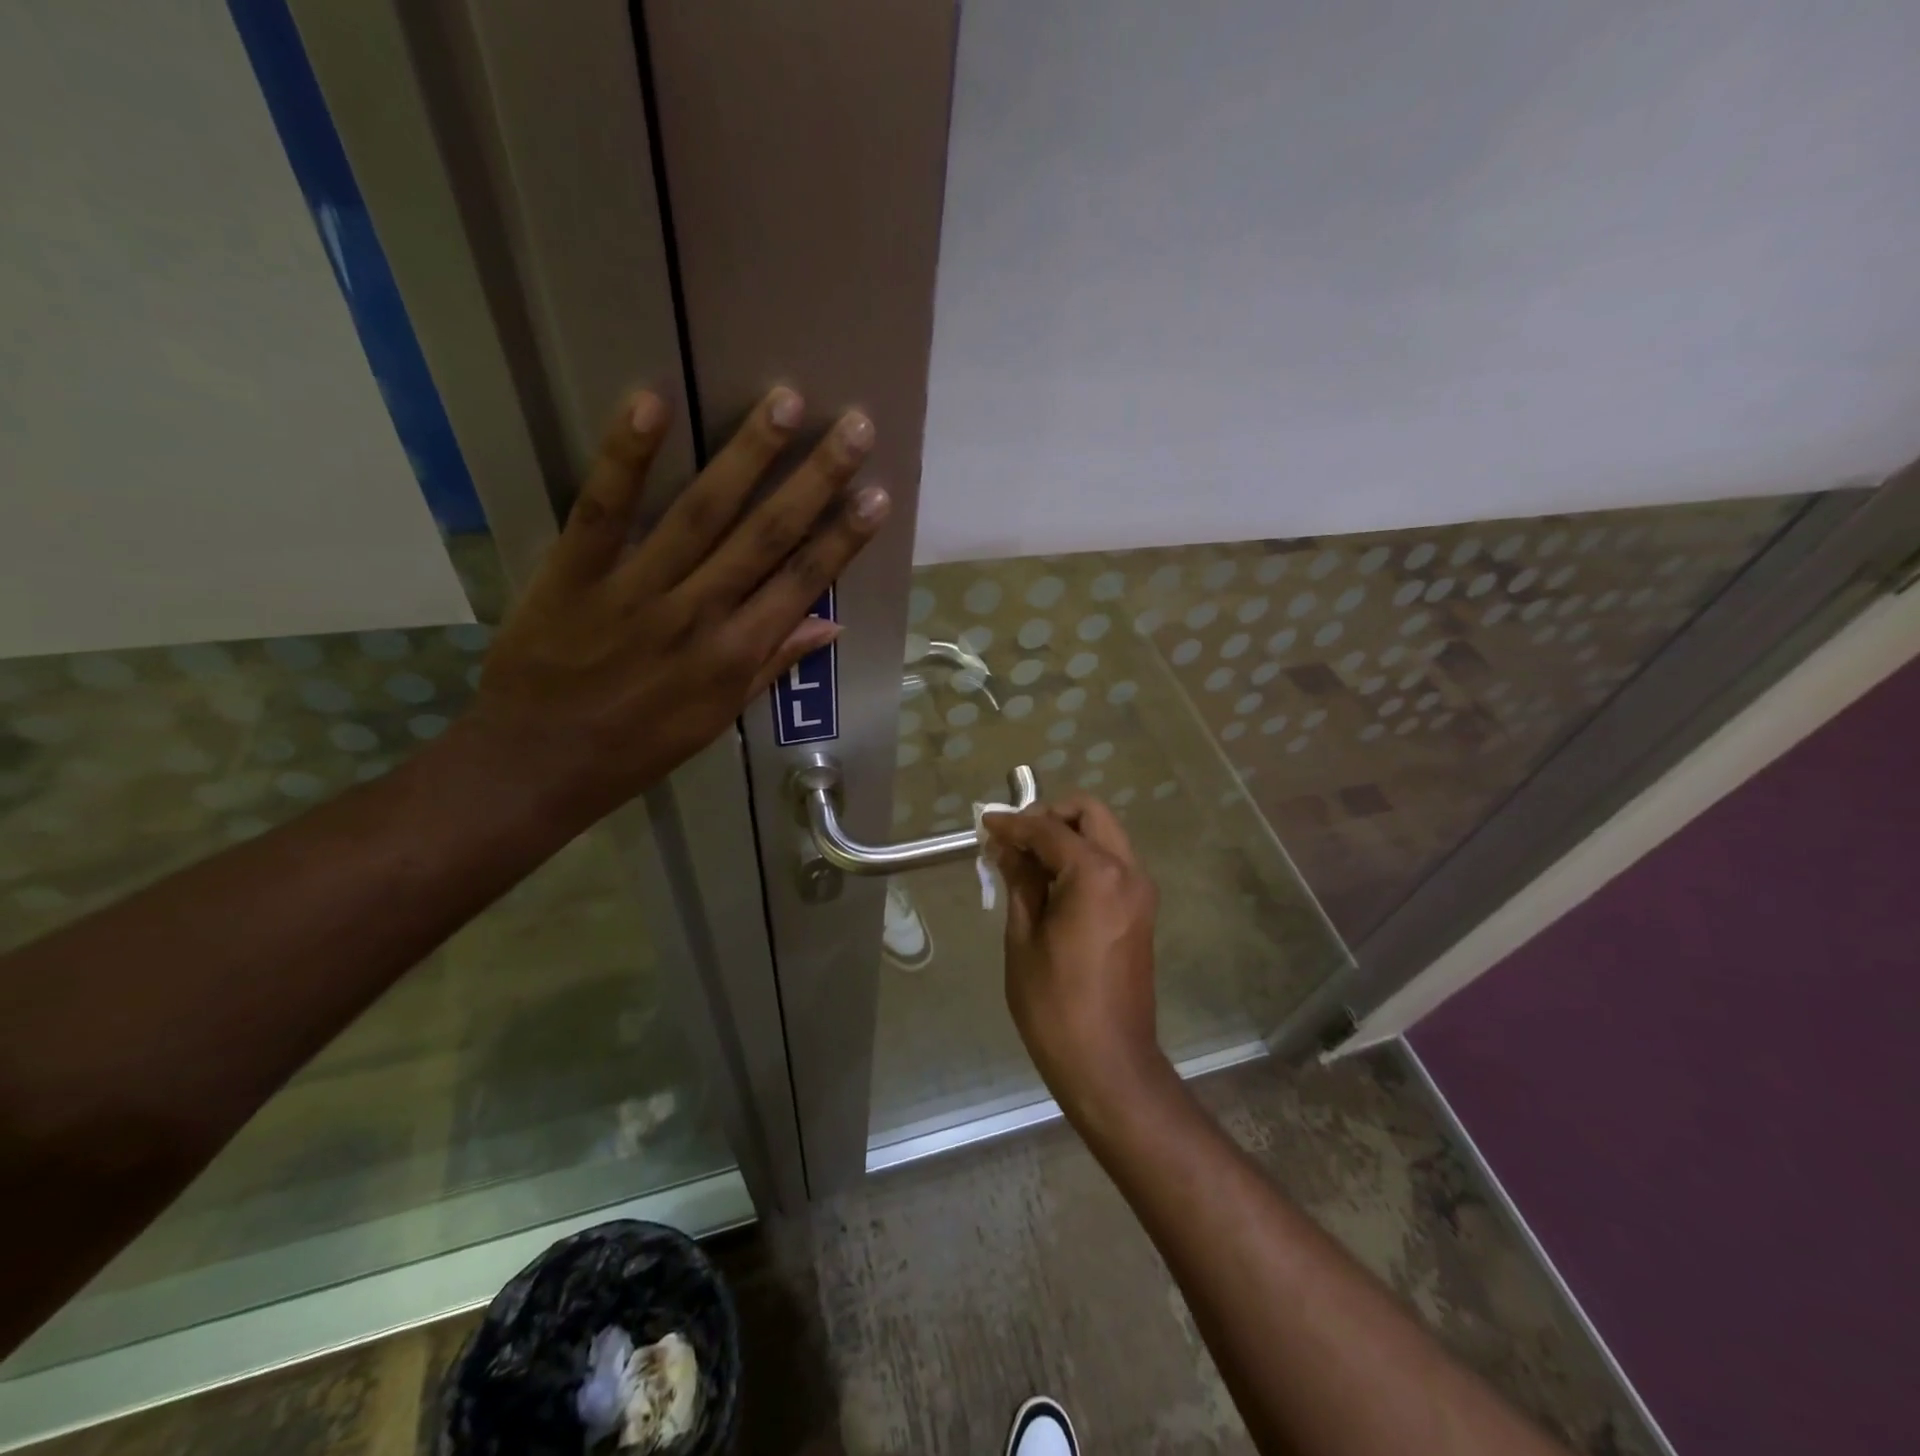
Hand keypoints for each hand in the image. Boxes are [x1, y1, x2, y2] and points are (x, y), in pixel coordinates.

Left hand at [472, 385, 888, 819]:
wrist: (537, 765)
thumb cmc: (637, 748)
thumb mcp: (716, 718)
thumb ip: (772, 665)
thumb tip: (830, 625)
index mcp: (735, 655)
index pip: (802, 584)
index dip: (843, 539)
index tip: (878, 496)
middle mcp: (698, 615)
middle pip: (766, 536)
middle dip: (815, 479)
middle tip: (856, 427)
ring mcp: (636, 590)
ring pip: (701, 512)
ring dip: (747, 455)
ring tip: (786, 400)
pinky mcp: (573, 573)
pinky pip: (604, 509)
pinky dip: (627, 456)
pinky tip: (652, 401)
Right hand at [983, 796, 1168, 1120]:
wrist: (1108, 1062)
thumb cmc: (1054, 1003)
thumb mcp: (1024, 937)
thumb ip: (1019, 880)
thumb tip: (1006, 846)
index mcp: (1097, 874)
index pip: (1050, 829)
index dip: (1014, 823)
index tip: (985, 823)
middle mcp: (1127, 871)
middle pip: (1090, 814)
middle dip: (1051, 815)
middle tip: (1015, 838)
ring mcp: (1140, 890)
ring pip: (1105, 835)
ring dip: (1067, 836)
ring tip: (1026, 861)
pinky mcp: (1141, 910)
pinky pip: (1111, 863)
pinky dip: (1082, 857)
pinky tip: (1050, 882)